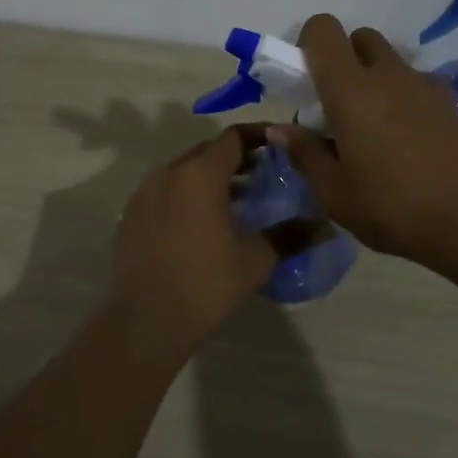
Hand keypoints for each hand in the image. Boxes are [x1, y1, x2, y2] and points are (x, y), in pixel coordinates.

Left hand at [109, 125, 320, 357]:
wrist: (146, 320)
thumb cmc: (206, 284)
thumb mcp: (256, 260)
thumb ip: (291, 235)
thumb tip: (327, 226)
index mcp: (199, 174)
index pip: (233, 137)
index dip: (259, 137)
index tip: (281, 146)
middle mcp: (168, 172)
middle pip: (207, 151)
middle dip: (236, 158)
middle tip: (264, 175)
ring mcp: (144, 192)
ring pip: (184, 171)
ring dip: (210, 178)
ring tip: (237, 201)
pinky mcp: (131, 214)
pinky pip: (165, 191)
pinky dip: (187, 195)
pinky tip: (202, 223)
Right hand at [272, 15, 457, 272]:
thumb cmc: (392, 207)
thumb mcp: (334, 192)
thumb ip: (305, 153)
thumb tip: (280, 129)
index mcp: (351, 89)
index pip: (323, 29)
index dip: (308, 44)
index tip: (304, 81)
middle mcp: (387, 74)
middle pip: (359, 38)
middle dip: (342, 60)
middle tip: (335, 106)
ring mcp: (423, 85)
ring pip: (389, 61)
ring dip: (372, 79)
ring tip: (371, 129)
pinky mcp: (448, 103)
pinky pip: (414, 84)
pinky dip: (401, 97)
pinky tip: (403, 141)